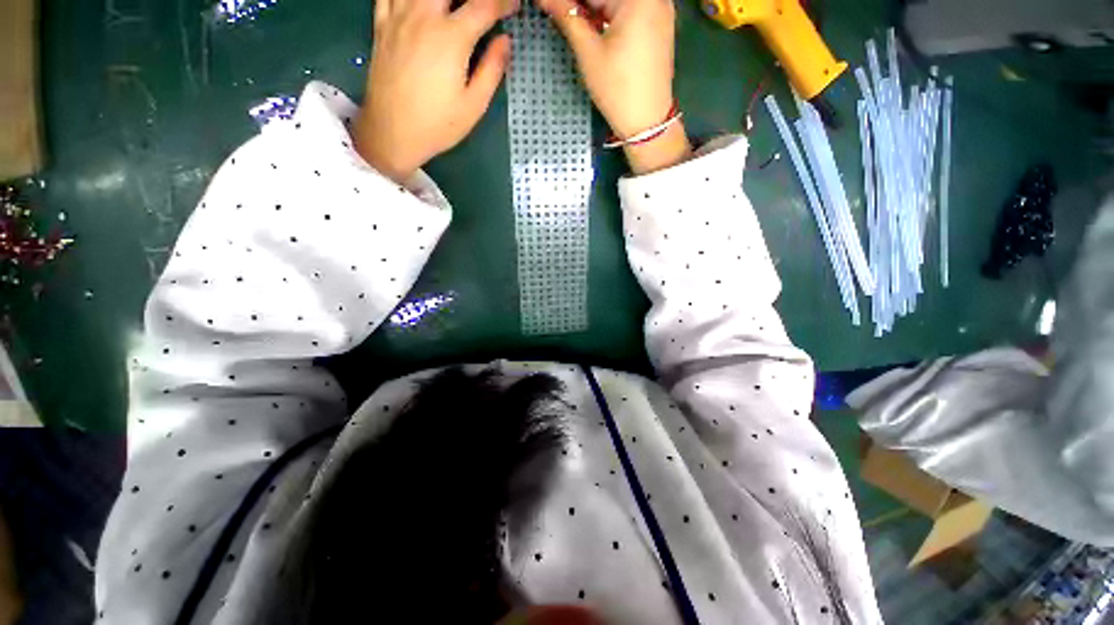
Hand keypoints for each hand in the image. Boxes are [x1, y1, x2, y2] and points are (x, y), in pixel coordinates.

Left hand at [354, 0, 516, 182]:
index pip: (484, 6)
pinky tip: (420, 4)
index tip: (513, 6)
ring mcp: (399, 17)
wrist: (392, 132)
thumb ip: (492, 69)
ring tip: (452, 8)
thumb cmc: (438, 124)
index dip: (503, 3)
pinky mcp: (382, 25)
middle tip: (483, 8)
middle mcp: (424, 16)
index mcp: (451, 37)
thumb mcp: (474, 105)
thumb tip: (505, 42)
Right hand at [539, 0, 690, 172]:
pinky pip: (629, 10)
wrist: (647, 123)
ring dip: (593, 9)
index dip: (567, 1)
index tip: (547, 7)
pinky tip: (593, 26)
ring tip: (572, 22)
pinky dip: (609, 15)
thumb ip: (567, 16)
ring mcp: (659, 9)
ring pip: (616, 2)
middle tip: (559, 15)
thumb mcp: (589, 53)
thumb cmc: (618, 90)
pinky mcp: (659, 25)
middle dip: (581, 5)